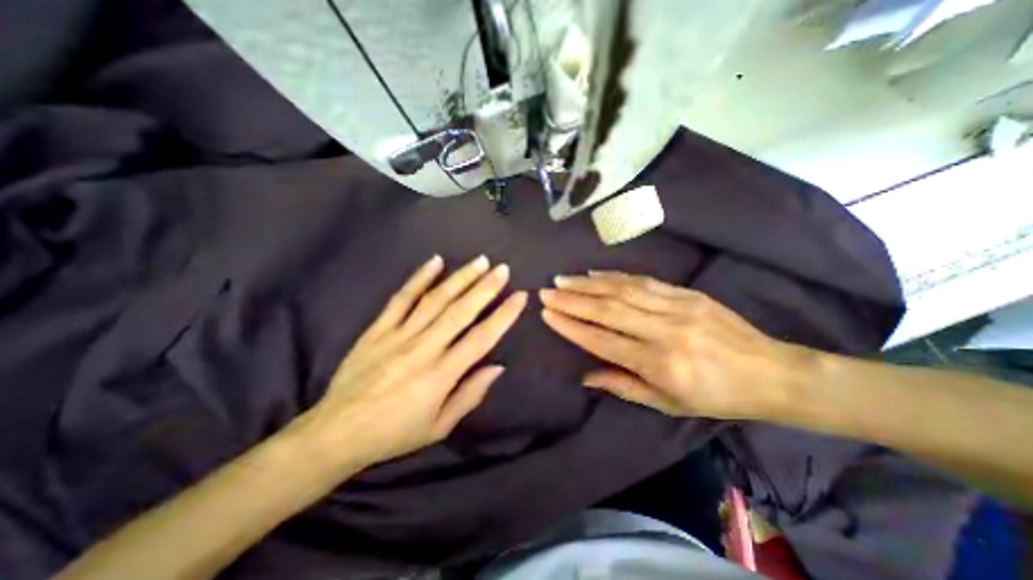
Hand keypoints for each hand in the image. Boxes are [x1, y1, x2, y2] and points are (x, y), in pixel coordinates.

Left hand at [297, 254, 524, 471]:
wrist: (336, 433)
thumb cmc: (394, 433)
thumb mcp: (439, 427)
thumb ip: (470, 394)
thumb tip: (497, 367)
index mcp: (441, 374)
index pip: (481, 338)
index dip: (504, 315)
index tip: (520, 296)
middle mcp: (423, 348)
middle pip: (460, 311)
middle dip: (485, 288)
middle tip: (502, 269)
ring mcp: (398, 335)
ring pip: (435, 299)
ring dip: (460, 278)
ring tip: (480, 262)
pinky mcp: (378, 329)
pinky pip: (401, 299)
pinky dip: (419, 278)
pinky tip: (435, 261)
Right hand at [537, 270, 811, 415]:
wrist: (771, 373)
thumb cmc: (715, 396)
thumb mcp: (667, 403)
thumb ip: (622, 386)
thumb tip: (584, 376)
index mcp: (660, 364)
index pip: (603, 340)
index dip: (572, 327)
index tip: (548, 314)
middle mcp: (665, 331)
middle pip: (609, 310)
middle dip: (573, 299)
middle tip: (547, 291)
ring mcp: (678, 307)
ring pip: (623, 290)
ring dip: (588, 283)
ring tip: (563, 279)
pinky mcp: (687, 293)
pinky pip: (644, 280)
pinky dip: (616, 275)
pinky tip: (595, 273)